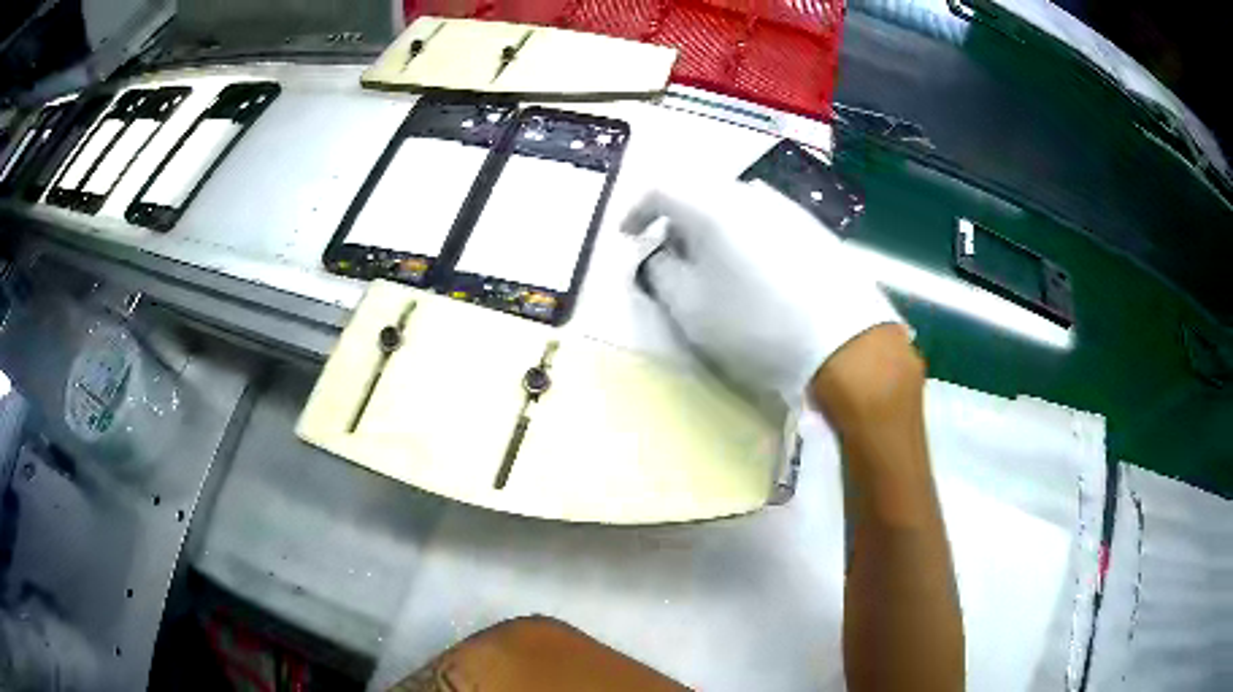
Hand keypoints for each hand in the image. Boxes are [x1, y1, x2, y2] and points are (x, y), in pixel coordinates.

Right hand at [622, 179, 903, 403]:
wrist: (845, 342)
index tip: (630, 235)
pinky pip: (766, 221)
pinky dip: (747, 236)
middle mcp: (750, 195)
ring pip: (735, 206)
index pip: (661, 190)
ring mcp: (788, 209)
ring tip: (716, 266)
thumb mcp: (690, 309)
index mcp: (712, 207)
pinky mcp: (815, 229)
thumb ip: (660, 273)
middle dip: (678, 221)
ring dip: (714, 227)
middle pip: (700, 194)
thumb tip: (659, 255)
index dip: (638, 210)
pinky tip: (758, 271)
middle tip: (673, 255)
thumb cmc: (757, 326)